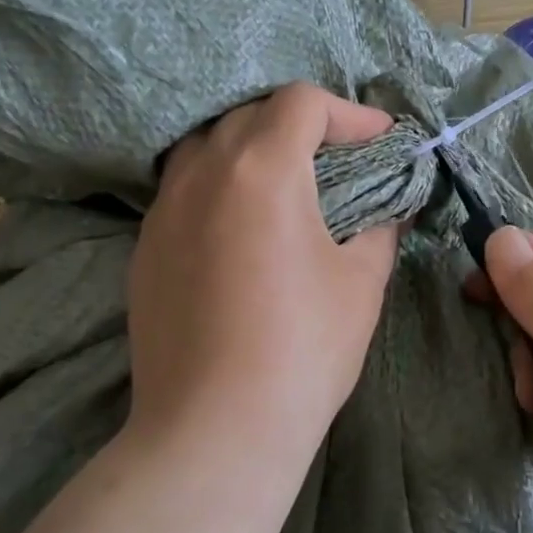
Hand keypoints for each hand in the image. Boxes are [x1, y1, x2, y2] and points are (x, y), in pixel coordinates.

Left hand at [127, 83, 399, 463]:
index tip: (380, 142)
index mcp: (262, 168)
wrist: (213, 429)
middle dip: (302, 126)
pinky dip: (219, 185)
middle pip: (252, 114)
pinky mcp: (144, 246)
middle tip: (339, 161)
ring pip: (209, 145)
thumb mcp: (361, 282)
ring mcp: (164, 208)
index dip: (349, 113)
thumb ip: (379, 227)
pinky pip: (184, 188)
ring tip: (286, 185)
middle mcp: (204, 172)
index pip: (302, 102)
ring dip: (252, 148)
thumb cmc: (302, 348)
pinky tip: (241, 228)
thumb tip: (387, 208)